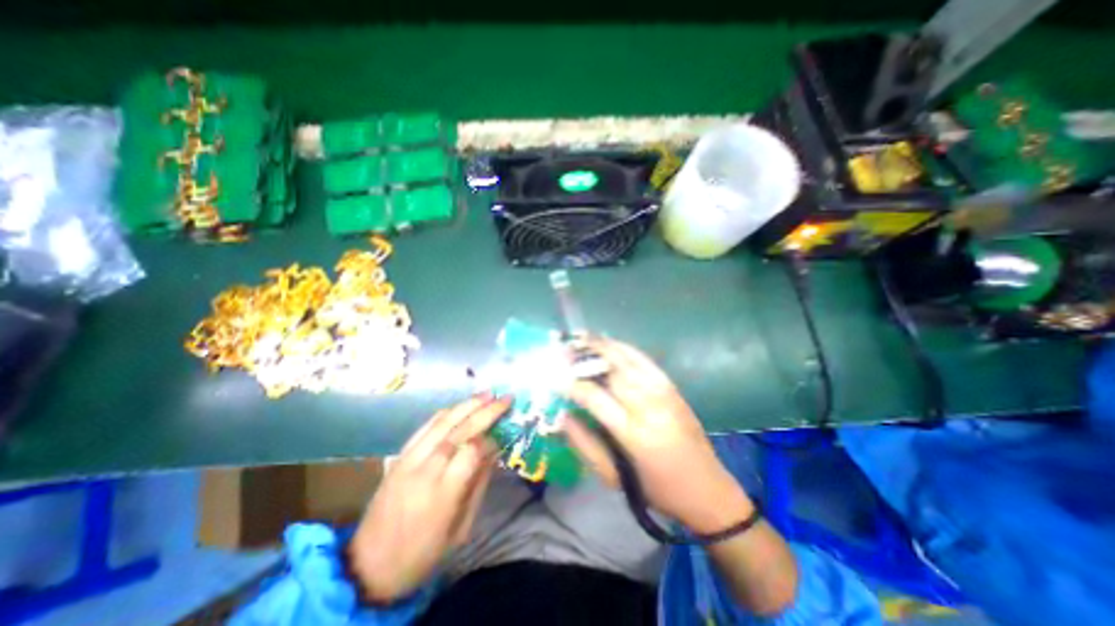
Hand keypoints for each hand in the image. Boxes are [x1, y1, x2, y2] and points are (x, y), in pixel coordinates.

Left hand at [347, 393, 513, 602]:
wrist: (368, 566)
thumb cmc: (423, 554)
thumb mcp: (461, 528)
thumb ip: (478, 485)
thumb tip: (495, 450)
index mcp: (442, 494)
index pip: (472, 451)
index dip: (491, 439)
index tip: (504, 436)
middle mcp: (424, 470)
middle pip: (459, 430)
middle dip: (485, 411)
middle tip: (505, 398)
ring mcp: (408, 459)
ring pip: (442, 422)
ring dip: (467, 405)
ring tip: (487, 394)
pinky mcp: (399, 456)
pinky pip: (425, 427)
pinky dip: (446, 413)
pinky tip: (461, 406)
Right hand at [562, 339, 751, 535]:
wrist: (706, 488)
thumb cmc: (655, 488)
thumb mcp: (613, 478)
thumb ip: (584, 445)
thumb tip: (562, 416)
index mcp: (633, 433)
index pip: (594, 397)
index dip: (572, 384)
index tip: (554, 377)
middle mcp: (649, 405)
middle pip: (611, 370)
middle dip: (585, 356)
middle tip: (565, 349)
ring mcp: (663, 391)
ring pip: (627, 359)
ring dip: (602, 345)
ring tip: (582, 337)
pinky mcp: (672, 386)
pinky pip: (644, 359)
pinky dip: (624, 347)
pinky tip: (610, 342)